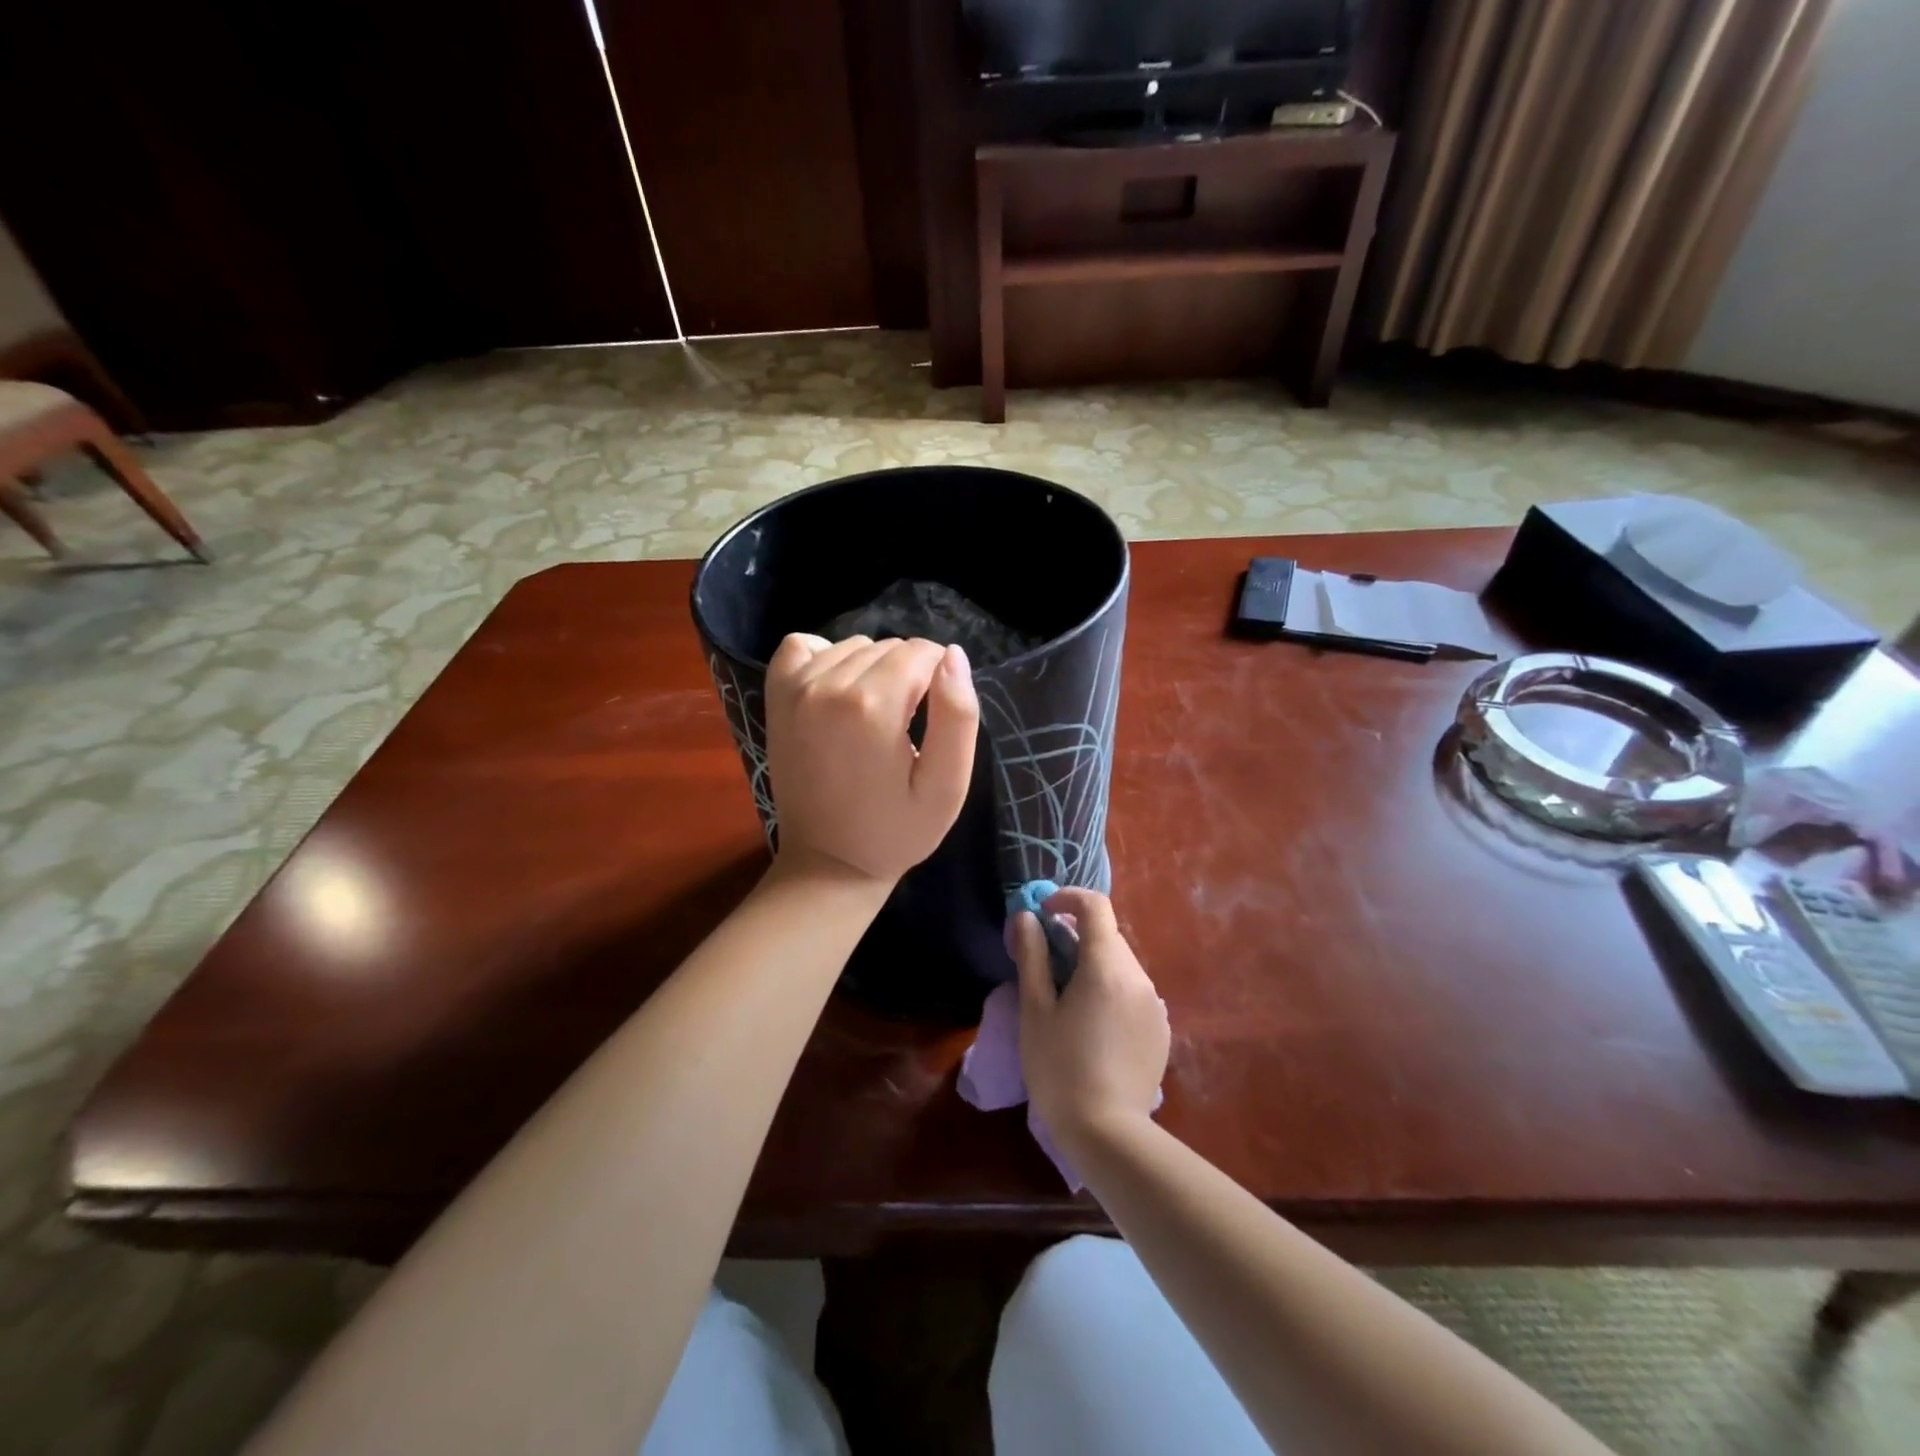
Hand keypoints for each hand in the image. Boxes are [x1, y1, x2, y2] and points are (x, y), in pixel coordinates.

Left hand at [764, 633, 978, 884]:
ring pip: (854, 645)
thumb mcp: (947, 786)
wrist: (827, 863)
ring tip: (874, 717)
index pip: (924, 652)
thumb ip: (958, 716)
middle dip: (909, 677)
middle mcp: (828, 684)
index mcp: (873, 706)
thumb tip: (953, 655)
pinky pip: (803, 645)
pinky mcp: (776, 697)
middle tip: (905, 728)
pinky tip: (837, 691)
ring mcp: (796, 688)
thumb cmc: (896, 831)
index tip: (934, 720)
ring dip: (872, 670)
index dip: (941, 681)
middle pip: (890, 647)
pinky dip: (825, 657)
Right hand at [1012, 888, 1168, 1148]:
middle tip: (1045, 963)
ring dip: (1094, 964)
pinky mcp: (1160, 1030)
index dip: (1067, 898)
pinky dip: (1111, 990)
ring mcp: (1154, 1004)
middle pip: (1108, 936)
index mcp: (1106, 966)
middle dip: (1076, 936)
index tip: (1043, 913)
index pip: (1095, 906)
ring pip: (1121, 964)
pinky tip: (1093, 1026)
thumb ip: (1032, 956)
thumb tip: (1026, 918)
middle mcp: (1138, 976)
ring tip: (1067, 999)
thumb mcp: (1035, 1009)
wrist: (1107, 1134)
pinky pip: (1133, 992)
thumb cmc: (1059, 1067)